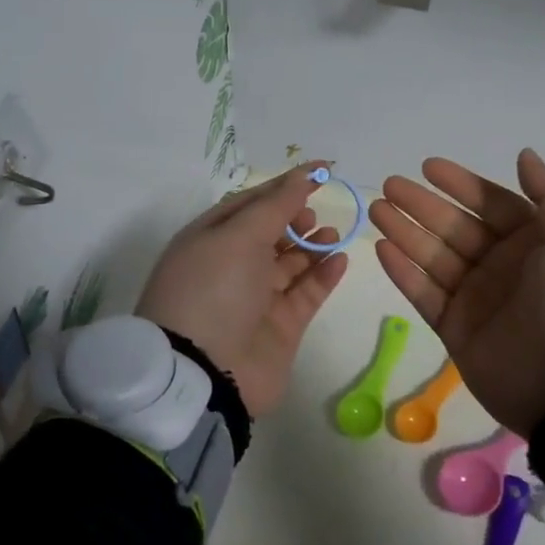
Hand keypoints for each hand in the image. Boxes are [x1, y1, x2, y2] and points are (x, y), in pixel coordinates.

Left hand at [135, 164, 349, 417]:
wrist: (204, 374)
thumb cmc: (213, 290)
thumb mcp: (238, 237)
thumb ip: (275, 205)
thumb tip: (302, 176)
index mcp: (210, 238)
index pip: (251, 202)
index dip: (285, 185)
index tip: (321, 171)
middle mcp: (231, 265)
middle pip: (271, 231)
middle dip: (295, 217)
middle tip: (312, 216)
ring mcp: (256, 298)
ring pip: (291, 262)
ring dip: (312, 244)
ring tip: (332, 234)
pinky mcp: (280, 326)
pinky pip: (306, 292)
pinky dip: (323, 274)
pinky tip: (340, 259)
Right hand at [369, 148, 544, 435]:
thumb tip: (524, 154)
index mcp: (535, 243)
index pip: (491, 204)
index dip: (460, 184)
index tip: (427, 167)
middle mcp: (503, 266)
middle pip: (454, 227)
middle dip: (422, 205)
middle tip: (388, 186)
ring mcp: (477, 299)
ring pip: (433, 256)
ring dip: (405, 232)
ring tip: (377, 210)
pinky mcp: (455, 330)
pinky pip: (424, 294)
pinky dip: (403, 272)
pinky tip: (382, 248)